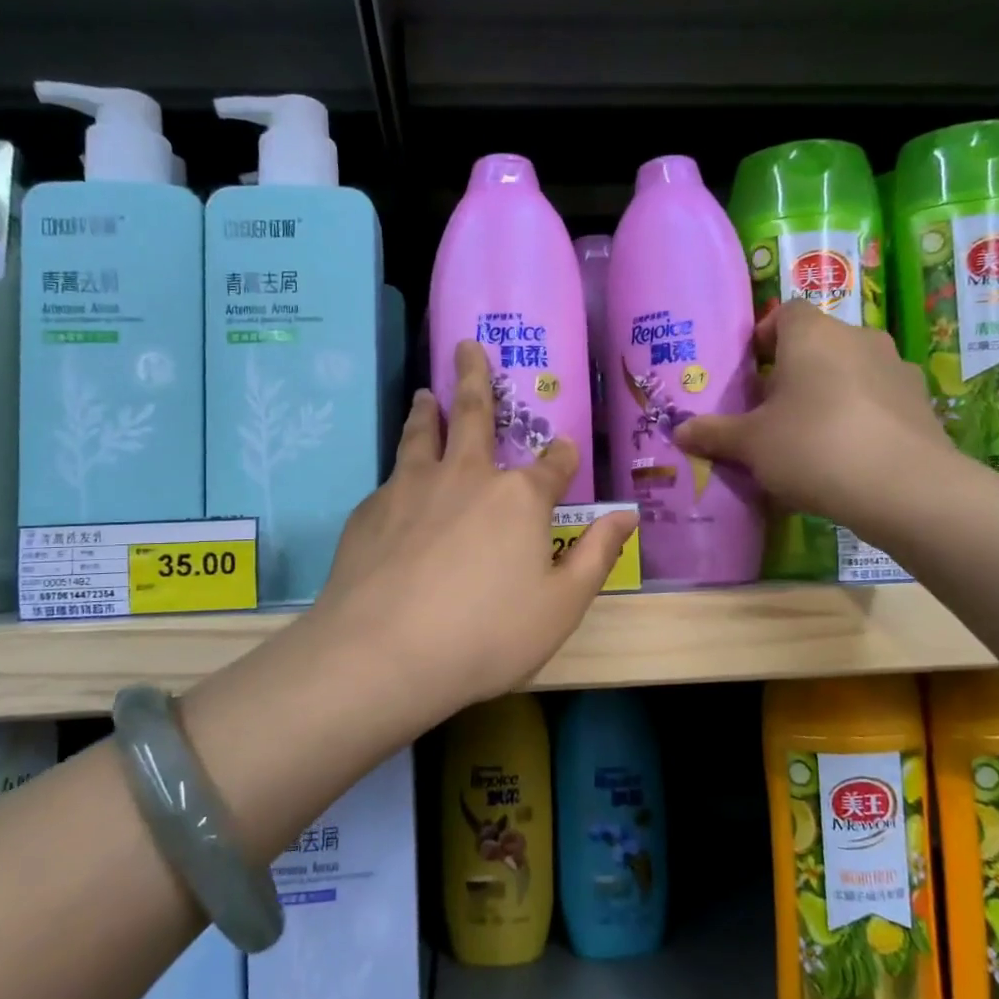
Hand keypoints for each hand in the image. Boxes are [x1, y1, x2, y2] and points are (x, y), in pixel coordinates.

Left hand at [312, 339, 635, 720]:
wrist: (383, 653)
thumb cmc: (486, 635)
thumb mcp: (561, 606)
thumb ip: (595, 555)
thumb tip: (627, 514)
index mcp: (518, 499)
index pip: (552, 464)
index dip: (563, 455)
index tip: (565, 448)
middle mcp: (466, 476)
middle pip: (475, 414)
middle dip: (476, 377)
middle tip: (466, 345)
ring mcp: (412, 487)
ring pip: (423, 434)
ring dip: (430, 409)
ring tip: (428, 393)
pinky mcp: (371, 509)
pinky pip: (392, 479)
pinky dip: (401, 471)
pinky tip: (396, 486)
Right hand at [673, 300, 954, 541]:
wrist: (904, 488)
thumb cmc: (812, 446)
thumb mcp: (751, 444)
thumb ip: (714, 434)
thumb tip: (679, 432)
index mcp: (812, 334)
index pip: (785, 313)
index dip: (764, 337)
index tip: (750, 371)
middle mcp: (858, 338)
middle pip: (818, 344)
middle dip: (793, 371)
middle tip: (770, 411)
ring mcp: (896, 369)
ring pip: (850, 372)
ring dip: (828, 393)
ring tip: (808, 437)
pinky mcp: (921, 403)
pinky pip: (877, 401)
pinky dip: (859, 417)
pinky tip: (846, 457)